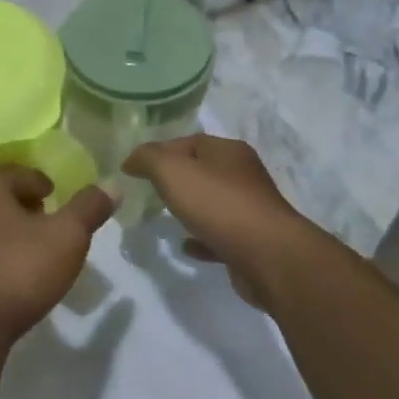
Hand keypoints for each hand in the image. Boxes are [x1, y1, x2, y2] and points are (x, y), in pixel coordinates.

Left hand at [0, 166, 115, 350]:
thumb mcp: (67, 236)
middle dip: (25, 207)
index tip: (59, 201)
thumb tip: (112, 184)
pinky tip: (11, 276)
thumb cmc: (18, 269)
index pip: (19, 173)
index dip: (44, 185)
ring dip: (8, 233)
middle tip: (50, 223)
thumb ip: (89, 208)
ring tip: (34, 251)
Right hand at [123, 135, 309, 305]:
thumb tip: (131, 160)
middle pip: (201, 171)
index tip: (134, 170)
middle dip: (174, 180)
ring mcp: (250, 209)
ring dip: (189, 209)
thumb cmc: (218, 204)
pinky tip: (186, 246)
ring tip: (163, 217)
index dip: (159, 152)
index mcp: (228, 151)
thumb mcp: (171, 170)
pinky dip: (201, 238)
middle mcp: (243, 175)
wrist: (267, 257)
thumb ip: (147, 158)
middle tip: (147, 192)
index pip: (188, 141)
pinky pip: (219, 235)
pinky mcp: (252, 241)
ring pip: (212, 203)